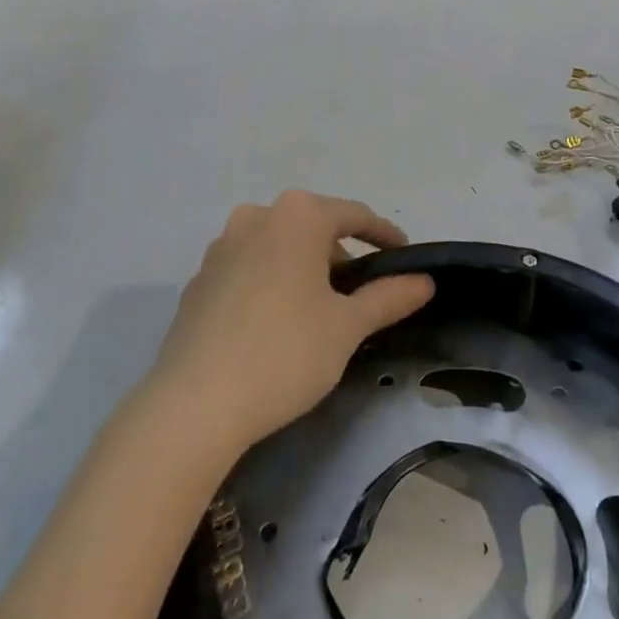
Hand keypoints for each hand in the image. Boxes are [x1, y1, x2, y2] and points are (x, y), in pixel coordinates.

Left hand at [151, 191, 435, 453]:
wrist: (194, 403)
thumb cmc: (285, 352)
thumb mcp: (347, 326)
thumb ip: (388, 297)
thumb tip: (424, 281)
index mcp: (297, 216)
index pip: (354, 215)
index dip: (385, 236)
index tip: (405, 258)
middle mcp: (256, 216)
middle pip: (313, 227)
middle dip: (341, 256)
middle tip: (362, 295)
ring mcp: (221, 247)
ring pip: (278, 247)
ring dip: (304, 269)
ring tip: (319, 312)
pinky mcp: (199, 279)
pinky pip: (248, 269)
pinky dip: (270, 284)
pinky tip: (275, 325)